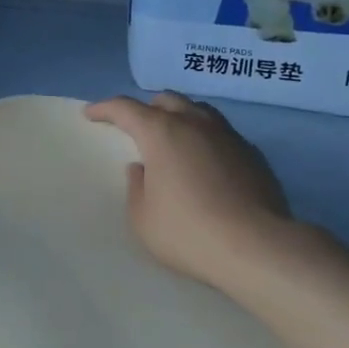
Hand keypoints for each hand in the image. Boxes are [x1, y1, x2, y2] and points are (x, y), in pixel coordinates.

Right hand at [84, 92, 304, 291]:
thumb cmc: (187, 232)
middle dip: (146, 108)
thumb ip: (136, 186)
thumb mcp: (142, 217)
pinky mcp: (253, 154)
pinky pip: (221, 133)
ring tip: (172, 139)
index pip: (125, 108)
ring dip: (179, 117)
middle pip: (166, 100)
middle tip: (136, 127)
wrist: (256, 247)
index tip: (91, 114)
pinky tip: (204, 162)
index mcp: (161, 132)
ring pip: (199, 111)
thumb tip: (142, 168)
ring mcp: (228, 136)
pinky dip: (205, 138)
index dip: (105, 108)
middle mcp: (195, 124)